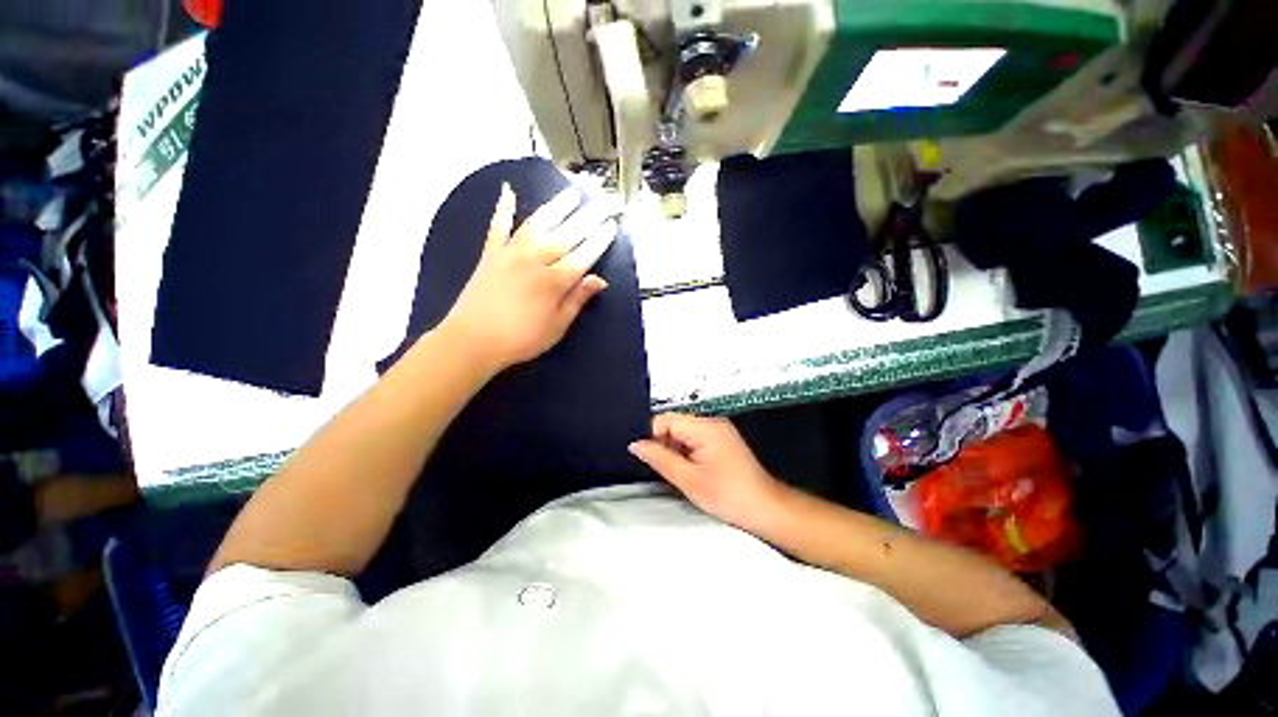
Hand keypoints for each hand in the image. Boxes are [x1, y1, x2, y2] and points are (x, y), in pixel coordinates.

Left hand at [440, 183, 616, 373]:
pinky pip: (498, 226)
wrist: (472, 340)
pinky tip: (508, 191)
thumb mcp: (557, 326)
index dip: (599, 241)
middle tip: (602, 202)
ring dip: (557, 206)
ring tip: (572, 193)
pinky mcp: (491, 253)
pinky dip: (503, 208)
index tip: (611, 226)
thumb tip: (600, 280)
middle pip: (566, 235)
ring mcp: (511, 253)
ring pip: (538, 223)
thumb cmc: (520, 339)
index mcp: (554, 282)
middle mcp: (535, 260)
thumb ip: (577, 300)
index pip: (583, 256)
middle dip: (587, 217)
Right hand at [628, 414, 789, 532]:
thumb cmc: (728, 495)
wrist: (765, 508)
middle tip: (668, 470)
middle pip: (674, 424)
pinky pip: (695, 439)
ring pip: (683, 433)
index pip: (665, 420)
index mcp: (704, 427)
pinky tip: (692, 471)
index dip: (653, 437)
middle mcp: (712, 421)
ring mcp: (718, 430)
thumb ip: (659, 458)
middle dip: (665, 445)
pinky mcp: (722, 439)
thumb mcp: (688, 479)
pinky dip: (687, 453)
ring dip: (676, 450)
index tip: (651, 460)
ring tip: (682, 474)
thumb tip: (635, 444)